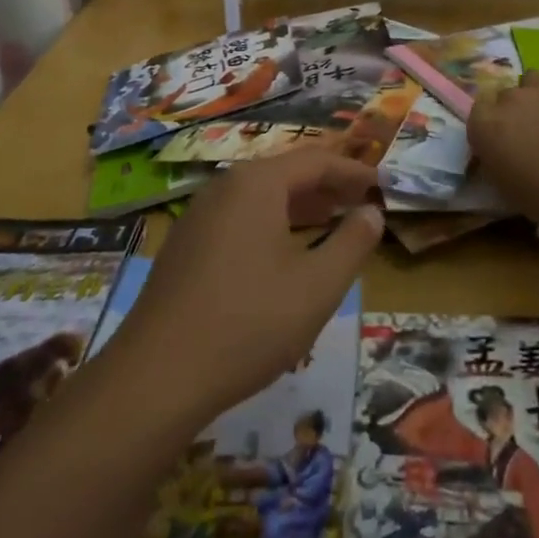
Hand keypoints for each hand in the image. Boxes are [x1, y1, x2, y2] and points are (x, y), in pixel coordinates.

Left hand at [116, 150, 382, 426]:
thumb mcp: (318, 286)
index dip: (352, 171)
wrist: (157, 376)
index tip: (381, 185)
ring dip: (297, 206)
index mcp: (256, 184)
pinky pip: (237, 219)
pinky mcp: (183, 247)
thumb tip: (371, 212)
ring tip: (328, 222)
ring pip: (258, 197)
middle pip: (283, 173)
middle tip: (359, 202)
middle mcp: (223, 188)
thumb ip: (352, 243)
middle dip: (325, 186)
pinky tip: (282, 254)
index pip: (315, 160)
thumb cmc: (250, 323)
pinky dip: (269, 224)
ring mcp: (197, 217)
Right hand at [467, 68, 538, 235]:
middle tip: (534, 137)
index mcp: (485, 127)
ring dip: (538, 96)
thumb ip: (497, 161)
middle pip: (505, 96)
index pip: (477, 113)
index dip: (491, 128)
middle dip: (515, 112)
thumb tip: (501, 152)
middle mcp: (509, 99)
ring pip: (532, 81)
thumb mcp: (508, 190)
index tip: (504, 144)